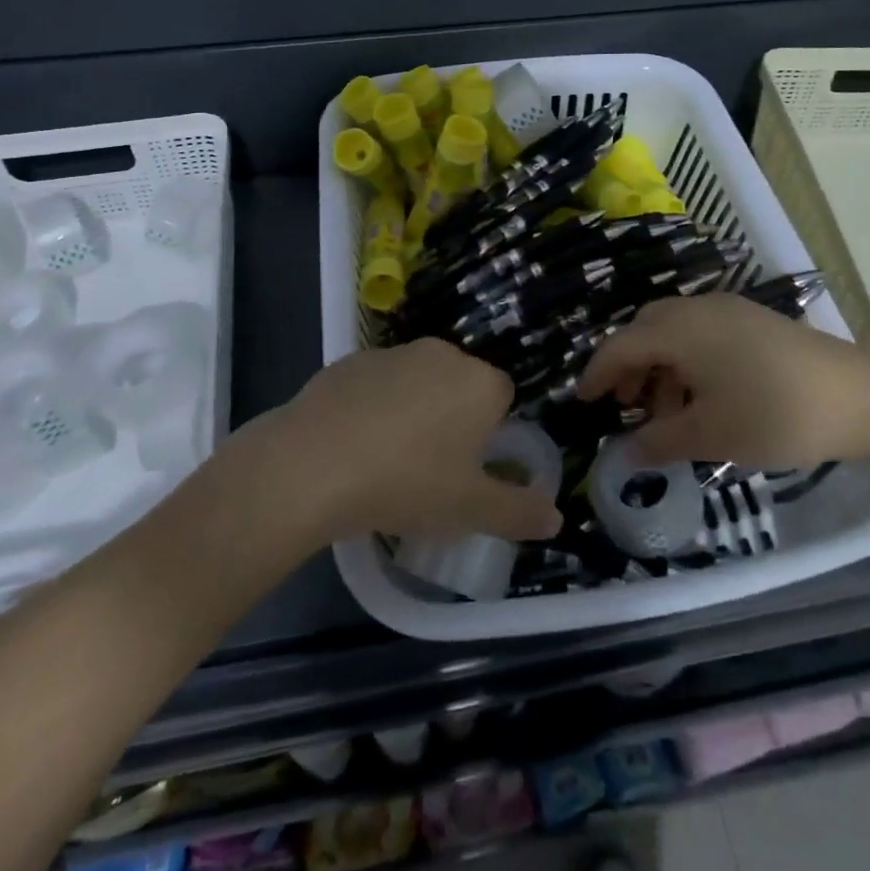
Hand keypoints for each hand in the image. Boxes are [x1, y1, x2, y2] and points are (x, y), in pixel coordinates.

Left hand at [238, 339, 563, 544]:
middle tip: (431, 469)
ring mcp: (393, 353)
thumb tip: (556, 517)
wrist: (313, 464)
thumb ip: (518, 512)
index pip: (503, 398)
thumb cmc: (407, 483)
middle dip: (453, 419)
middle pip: (460, 386)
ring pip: (417, 382)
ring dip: (413, 411)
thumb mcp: (469, 510)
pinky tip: (353, 446)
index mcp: (479, 382)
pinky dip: (373, 407)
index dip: (490, 434)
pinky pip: (376, 384)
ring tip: (388, 461)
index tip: (468, 468)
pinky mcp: (350, 361)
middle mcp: (442, 354)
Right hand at [577, 293, 869, 469]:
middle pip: (646, 330)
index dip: (598, 374)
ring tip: (671, 413)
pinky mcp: (755, 321)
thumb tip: (626, 452)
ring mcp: (730, 310)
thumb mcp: (710, 436)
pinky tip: (706, 397)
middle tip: (629, 409)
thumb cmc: (775, 415)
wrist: (862, 398)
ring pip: (675, 331)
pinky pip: (703, 332)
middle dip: (630, 367)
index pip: (621, 346)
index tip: (583, 402)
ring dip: (661, 366)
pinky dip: (688, 360)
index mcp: (680, 330)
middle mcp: (698, 309)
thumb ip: (660, 441)